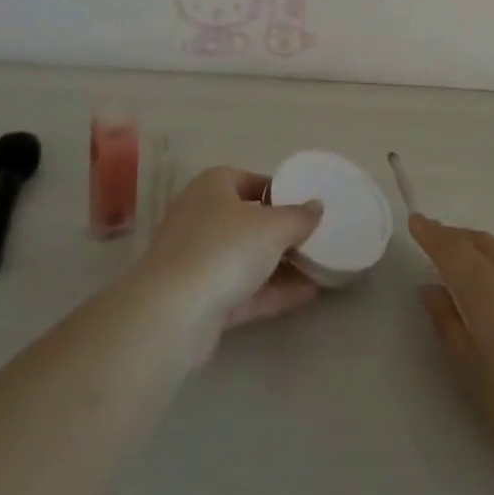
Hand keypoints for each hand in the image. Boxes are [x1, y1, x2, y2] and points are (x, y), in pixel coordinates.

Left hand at [135, 167, 323, 359]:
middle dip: (282, 232)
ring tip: (320, 268)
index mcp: (213, 186)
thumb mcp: (273, 227)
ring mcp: (197, 259)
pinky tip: (308, 295)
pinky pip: (243, 289)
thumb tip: (317, 206)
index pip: (252, 180)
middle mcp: (201, 216)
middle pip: (249, 220)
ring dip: (281, 265)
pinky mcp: (199, 298)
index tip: (308, 207)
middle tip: (317, 239)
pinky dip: (272, 291)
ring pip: (246, 257)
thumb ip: (299, 216)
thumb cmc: (224, 249)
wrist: (172, 313)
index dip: (282, 192)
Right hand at [411, 215, 493, 468]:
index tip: (417, 221)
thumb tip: (431, 290)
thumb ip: (448, 327)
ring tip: (482, 267)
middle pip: (482, 242)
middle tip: (444, 246)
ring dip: (490, 252)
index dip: (431, 233)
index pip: (450, 248)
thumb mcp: (474, 375)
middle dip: (459, 239)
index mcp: (485, 287)